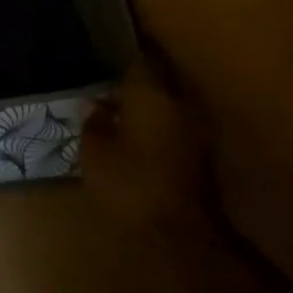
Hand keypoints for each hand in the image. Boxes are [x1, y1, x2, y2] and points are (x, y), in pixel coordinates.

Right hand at [82, 55, 211, 233]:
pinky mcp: (199, 153)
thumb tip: (94, 105)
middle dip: (133, 85)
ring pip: (165, 105)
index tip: (104, 59)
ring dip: (146, 108)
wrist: (180, 233)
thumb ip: (93, 123)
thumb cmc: (130, 184)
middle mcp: (177, 102)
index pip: (139, 60)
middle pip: (155, 82)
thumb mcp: (95, 153)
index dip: (121, 58)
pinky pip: (173, 127)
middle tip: (106, 90)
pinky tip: (136, 140)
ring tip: (117, 116)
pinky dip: (156, 129)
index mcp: (150, 94)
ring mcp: (194, 128)